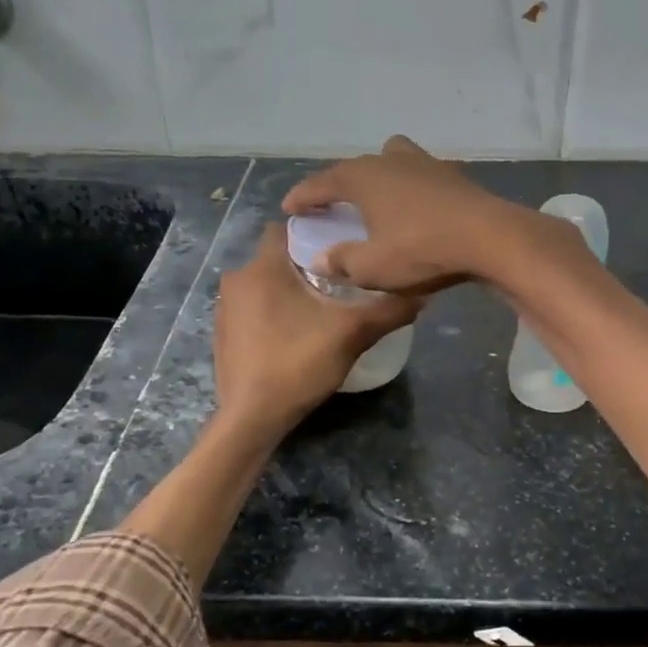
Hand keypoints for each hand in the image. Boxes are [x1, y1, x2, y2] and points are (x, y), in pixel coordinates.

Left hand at [213, 225, 418, 435]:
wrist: (252, 417)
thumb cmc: (297, 364)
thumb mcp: (352, 335)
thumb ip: (388, 311)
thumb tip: (423, 294)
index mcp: (263, 268)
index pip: (285, 228)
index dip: (314, 232)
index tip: (341, 247)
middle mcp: (237, 279)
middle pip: (277, 257)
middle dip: (306, 265)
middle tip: (341, 281)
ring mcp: (226, 307)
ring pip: (265, 284)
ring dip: (289, 290)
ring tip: (322, 308)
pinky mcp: (223, 332)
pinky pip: (253, 308)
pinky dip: (273, 311)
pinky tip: (296, 333)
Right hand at [281, 135, 537, 293]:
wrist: (489, 237)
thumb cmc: (420, 250)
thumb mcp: (372, 267)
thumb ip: (342, 262)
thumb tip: (319, 260)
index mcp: (363, 177)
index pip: (323, 183)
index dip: (303, 196)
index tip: (289, 207)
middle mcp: (390, 161)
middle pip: (357, 167)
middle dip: (341, 184)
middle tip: (331, 203)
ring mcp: (425, 164)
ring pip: (392, 160)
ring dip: (379, 176)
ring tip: (376, 198)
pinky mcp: (453, 176)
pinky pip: (419, 176)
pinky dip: (409, 187)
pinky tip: (415, 207)